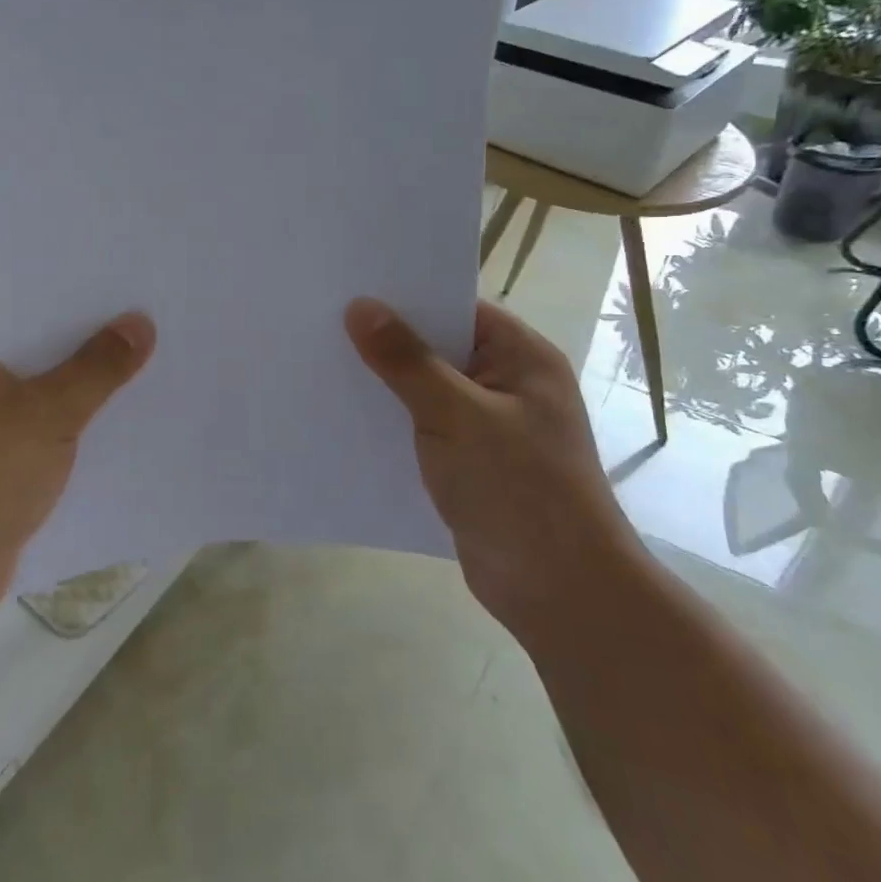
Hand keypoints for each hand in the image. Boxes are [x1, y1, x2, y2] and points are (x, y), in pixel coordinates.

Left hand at [0, 313, 156, 631]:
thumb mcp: (51, 410)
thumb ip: (98, 366)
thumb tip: (141, 321)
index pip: (29, 323)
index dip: (79, 318)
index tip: (130, 311)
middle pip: (39, 368)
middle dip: (90, 366)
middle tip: (152, 348)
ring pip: (42, 413)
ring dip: (84, 411)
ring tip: (148, 392)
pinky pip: (39, 452)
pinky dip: (71, 449)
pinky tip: (118, 448)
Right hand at [345, 297, 641, 631]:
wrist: (559, 592)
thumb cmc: (518, 488)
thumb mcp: (456, 415)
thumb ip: (406, 361)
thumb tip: (360, 307)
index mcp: (522, 357)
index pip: (456, 308)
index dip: (405, 298)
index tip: (348, 289)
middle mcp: (507, 383)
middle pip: (437, 347)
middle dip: (386, 341)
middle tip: (321, 324)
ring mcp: (489, 425)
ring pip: (425, 389)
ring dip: (384, 384)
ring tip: (321, 365)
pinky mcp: (470, 462)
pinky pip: (423, 427)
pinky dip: (392, 421)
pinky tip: (346, 417)